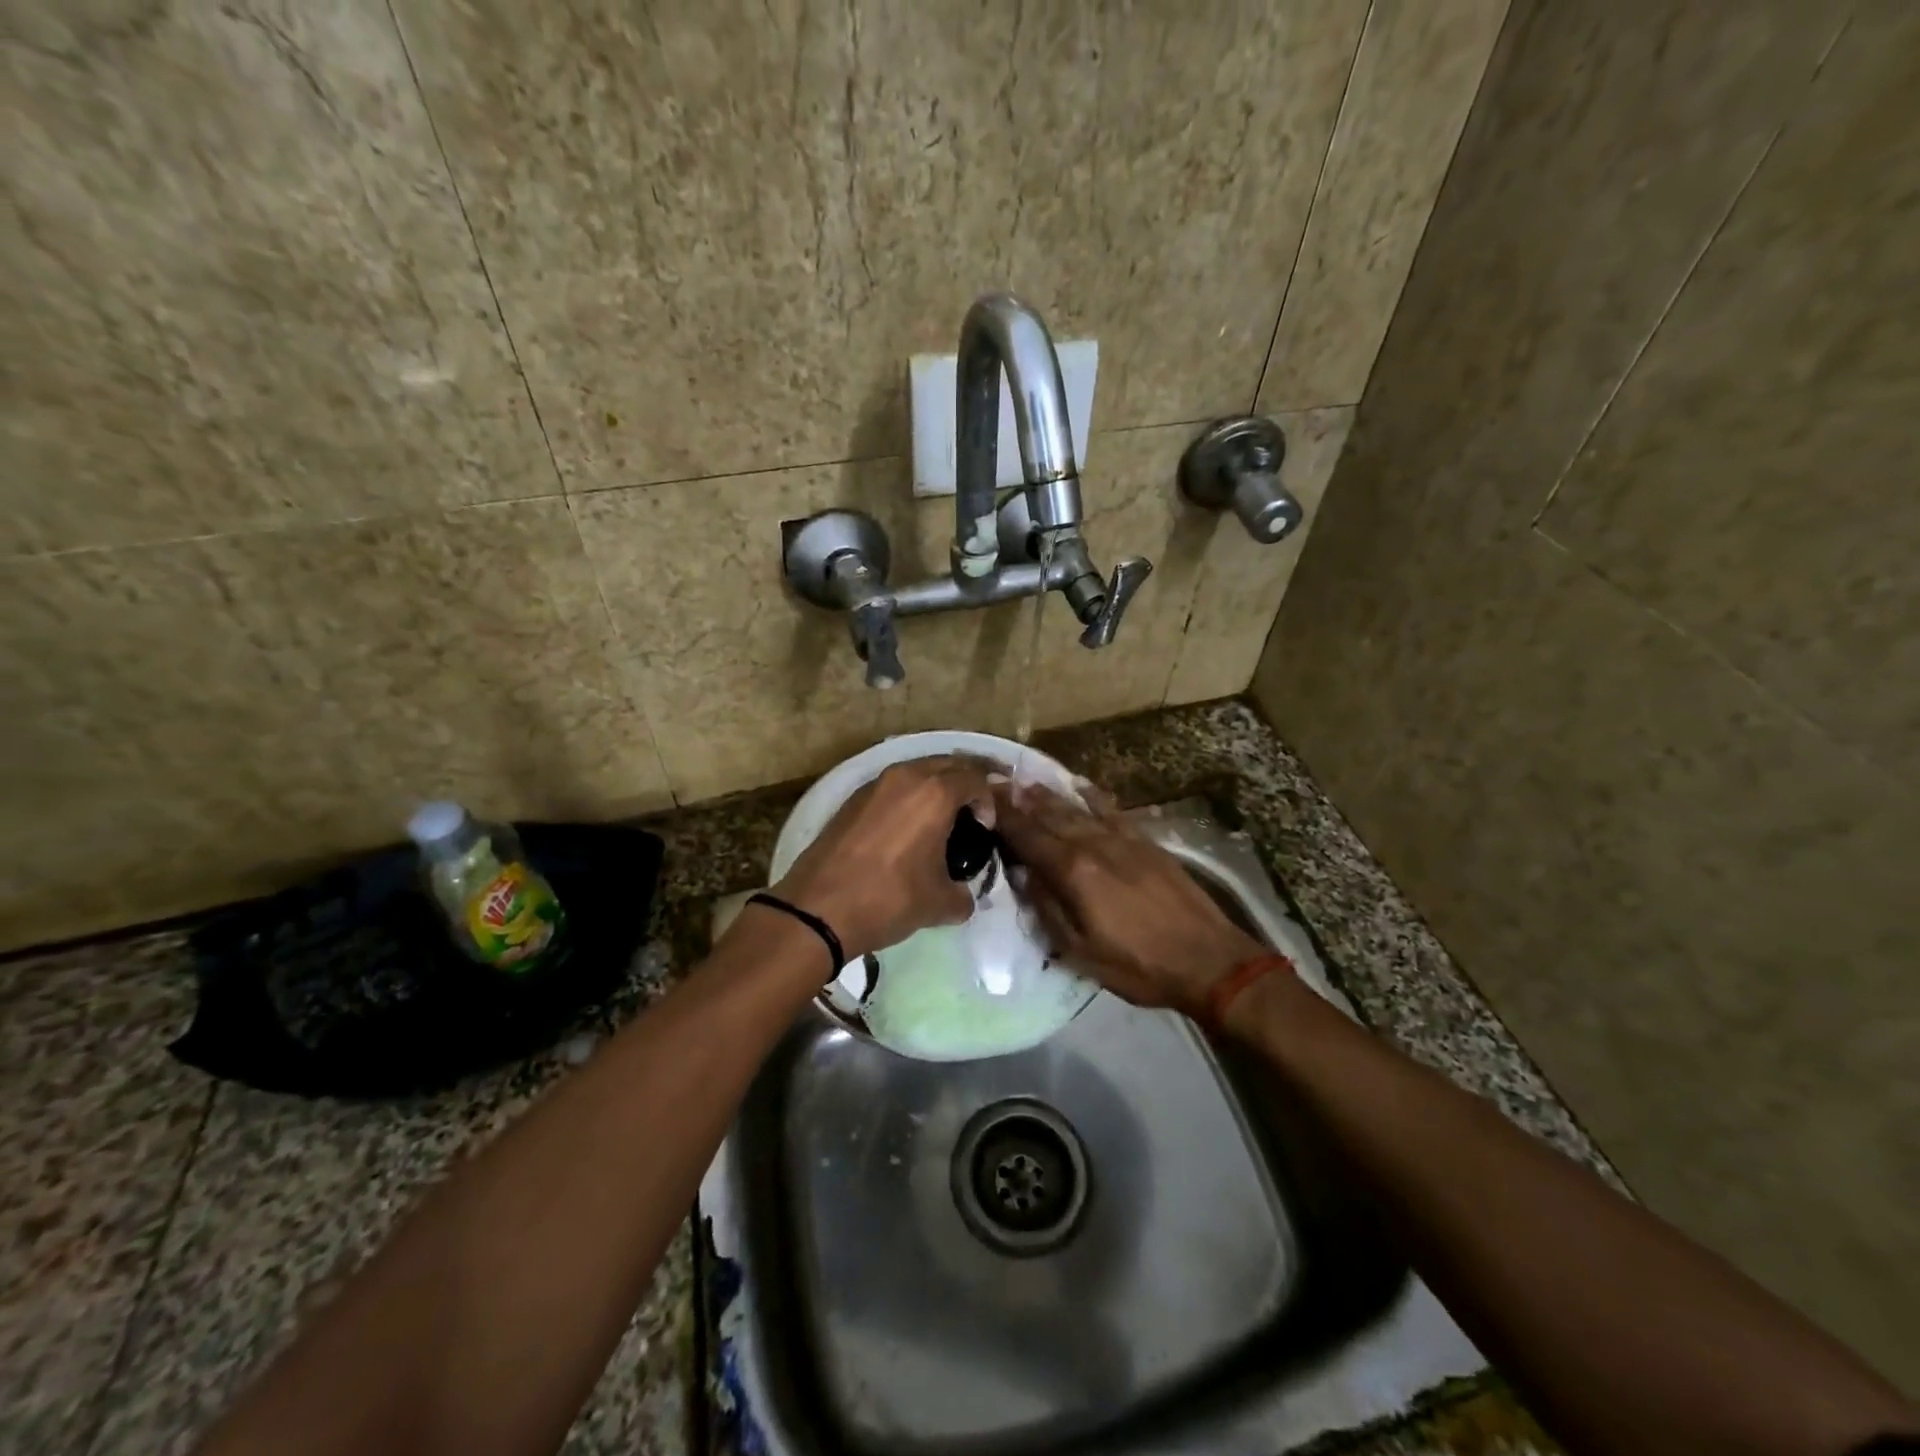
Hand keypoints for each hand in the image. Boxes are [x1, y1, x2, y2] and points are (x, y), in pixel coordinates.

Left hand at [771, 755, 996, 967]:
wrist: (818, 908)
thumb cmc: (889, 899)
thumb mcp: (939, 904)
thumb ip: (963, 895)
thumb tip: (963, 896)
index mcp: (935, 794)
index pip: (974, 779)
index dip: (988, 801)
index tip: (985, 829)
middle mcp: (905, 777)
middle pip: (946, 765)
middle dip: (964, 783)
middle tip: (970, 813)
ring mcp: (874, 785)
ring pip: (916, 772)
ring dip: (933, 787)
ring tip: (939, 820)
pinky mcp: (852, 799)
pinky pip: (891, 787)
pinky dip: (907, 797)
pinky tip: (906, 828)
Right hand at [991, 781, 1264, 1017]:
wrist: (1207, 959)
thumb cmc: (1137, 965)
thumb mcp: (1080, 951)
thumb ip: (1047, 908)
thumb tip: (1023, 875)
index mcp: (1073, 872)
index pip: (1028, 837)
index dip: (1003, 818)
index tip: (983, 798)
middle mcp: (1093, 845)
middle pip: (1049, 816)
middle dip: (1020, 800)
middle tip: (997, 781)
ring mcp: (1122, 839)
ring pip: (1077, 809)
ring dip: (1050, 795)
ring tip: (1027, 781)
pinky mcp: (1145, 842)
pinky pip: (1112, 810)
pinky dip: (1093, 796)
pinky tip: (1080, 785)